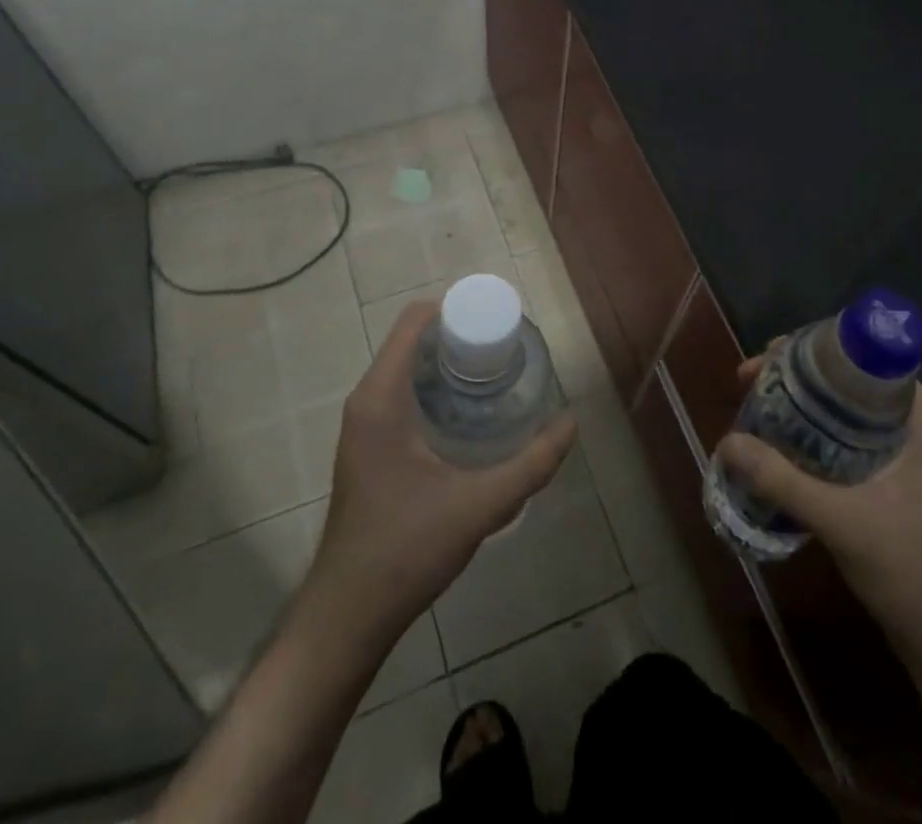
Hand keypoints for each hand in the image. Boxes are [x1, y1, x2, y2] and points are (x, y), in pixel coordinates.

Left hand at [307, 301, 577, 639]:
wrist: (349, 613)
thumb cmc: (407, 550)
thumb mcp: (479, 506)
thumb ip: (531, 465)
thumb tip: (571, 423)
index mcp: (382, 398)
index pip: (414, 321)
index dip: (455, 308)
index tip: (497, 321)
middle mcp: (366, 400)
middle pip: (411, 340)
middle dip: (458, 334)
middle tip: (505, 349)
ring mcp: (362, 424)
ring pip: (405, 367)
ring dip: (446, 360)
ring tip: (494, 373)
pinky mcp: (367, 444)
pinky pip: (400, 391)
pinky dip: (432, 384)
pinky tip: (466, 410)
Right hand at [716, 364, 921, 653]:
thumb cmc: (912, 573)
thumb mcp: (842, 522)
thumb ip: (783, 480)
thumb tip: (726, 441)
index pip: (865, 356)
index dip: (813, 348)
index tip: (769, 358)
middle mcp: (919, 423)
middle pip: (850, 377)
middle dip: (798, 375)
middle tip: (751, 382)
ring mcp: (911, 450)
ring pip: (846, 405)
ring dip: (802, 402)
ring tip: (756, 406)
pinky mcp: (898, 475)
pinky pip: (849, 432)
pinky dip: (814, 429)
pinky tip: (782, 442)